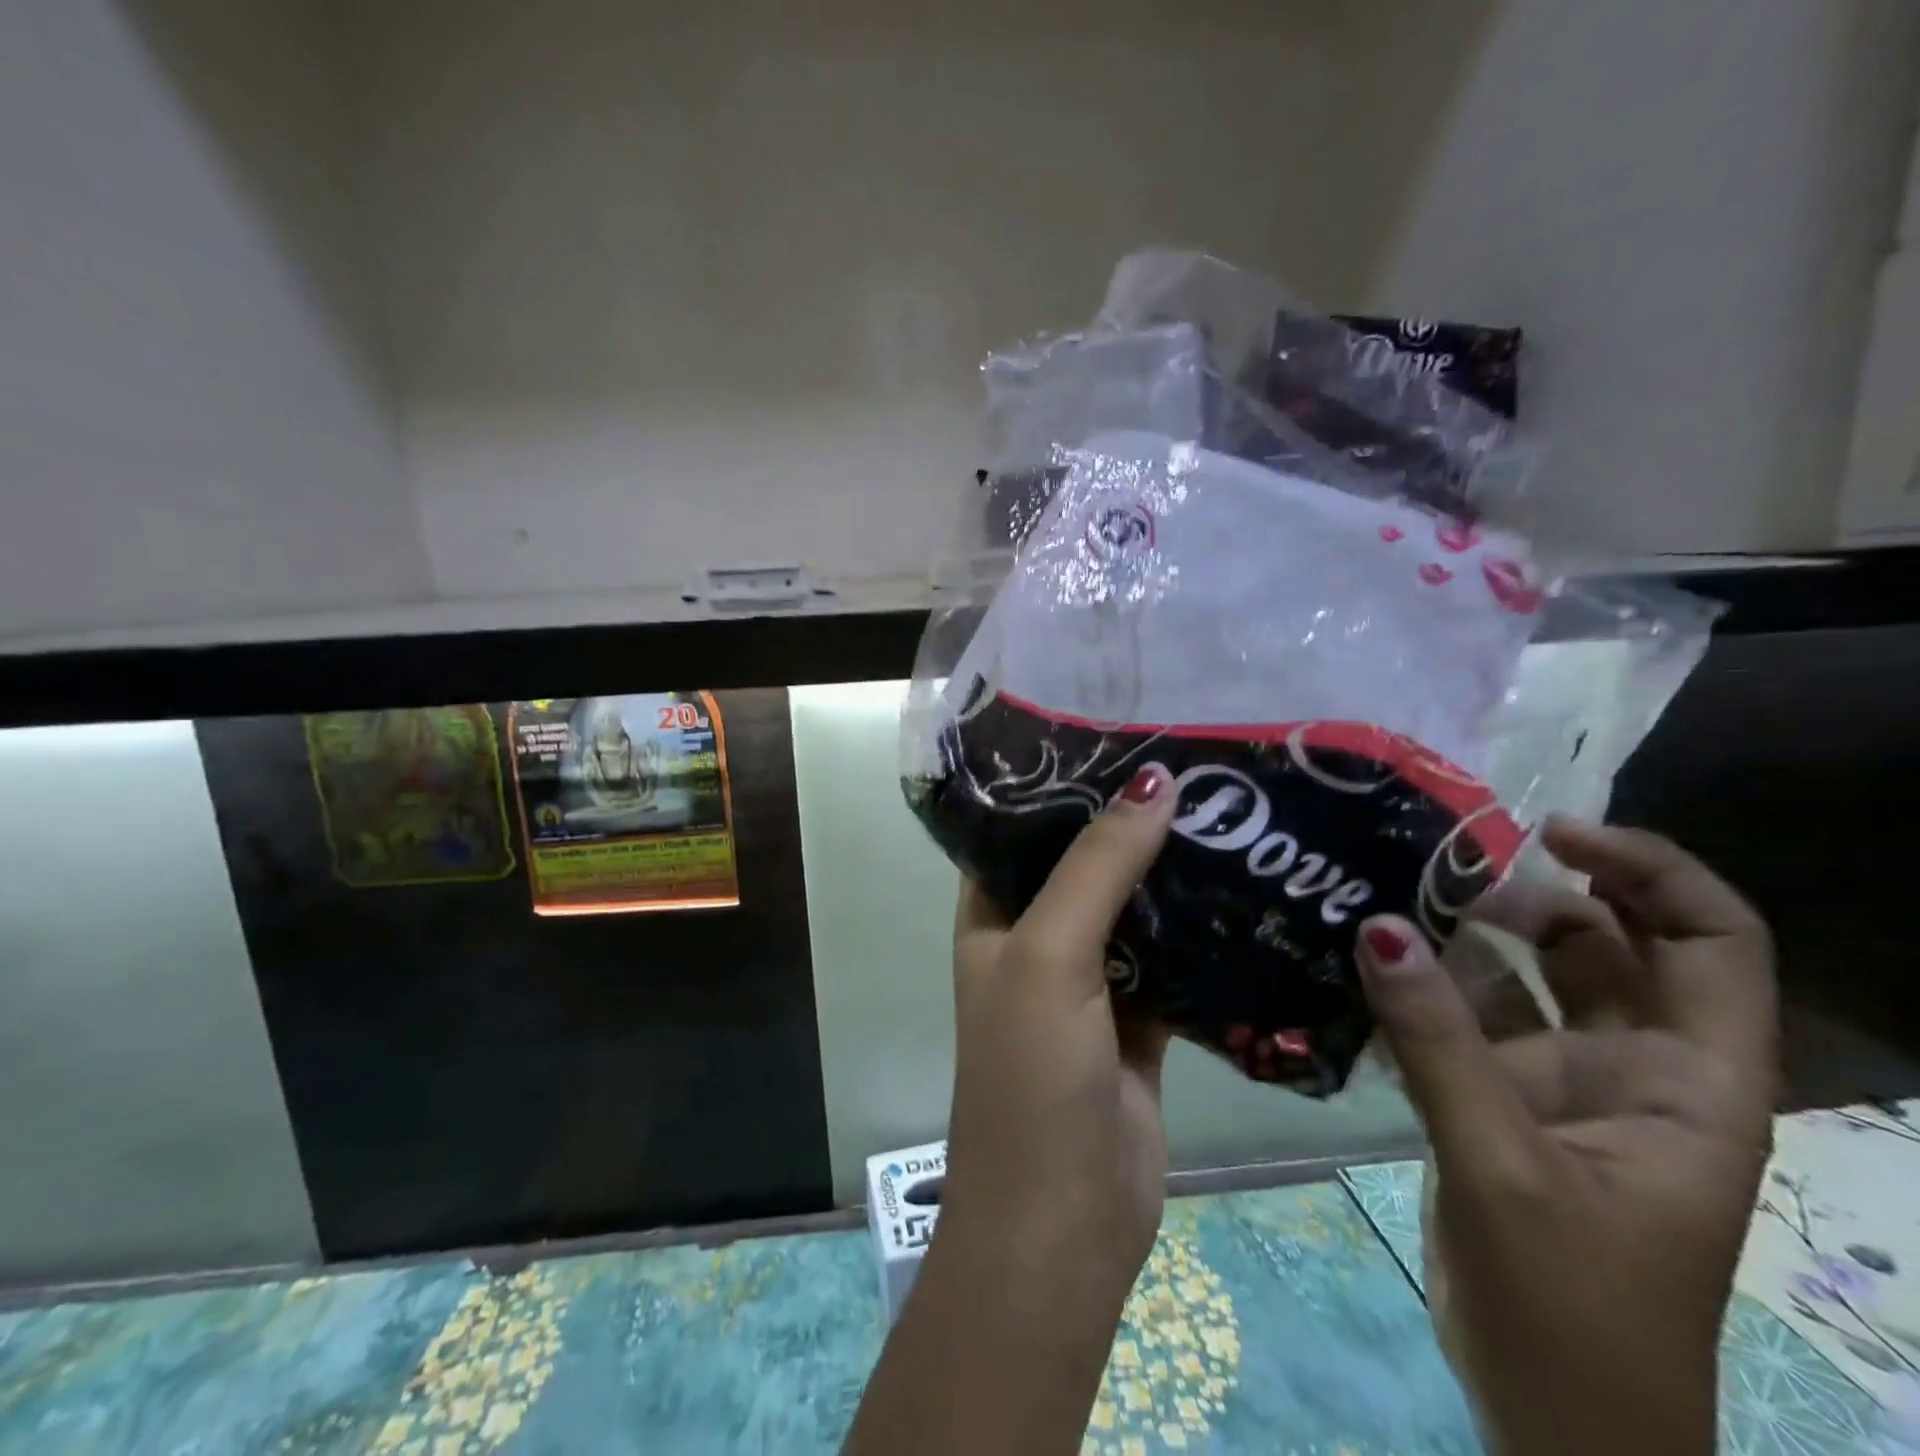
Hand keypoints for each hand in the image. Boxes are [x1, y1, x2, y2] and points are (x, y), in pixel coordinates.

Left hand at [844, 764, 1177, 1455]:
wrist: (1065, 1226)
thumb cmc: (1032, 1078)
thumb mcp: (1050, 956)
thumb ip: (1097, 867)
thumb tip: (1153, 781)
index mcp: (993, 914)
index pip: (1021, 827)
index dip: (1064, 782)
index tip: (1123, 733)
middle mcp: (1036, 937)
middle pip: (1085, 861)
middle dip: (1132, 820)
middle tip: (1200, 763)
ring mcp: (1090, 979)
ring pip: (1135, 907)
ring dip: (1174, 871)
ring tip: (1234, 807)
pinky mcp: (1141, 1019)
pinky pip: (1174, 958)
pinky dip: (1204, 931)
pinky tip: (1252, 888)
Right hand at [1354, 818, 1776, 1455]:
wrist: (1556, 1423)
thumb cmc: (1575, 1309)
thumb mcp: (1504, 1166)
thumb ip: (1438, 1043)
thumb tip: (1379, 925)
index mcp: (1694, 1080)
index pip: (1711, 941)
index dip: (1649, 871)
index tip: (1552, 833)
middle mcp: (1634, 1064)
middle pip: (1606, 943)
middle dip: (1534, 892)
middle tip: (1439, 860)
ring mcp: (1561, 1080)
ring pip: (1525, 976)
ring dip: (1466, 933)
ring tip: (1389, 894)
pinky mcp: (1499, 1099)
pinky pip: (1464, 1016)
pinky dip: (1424, 983)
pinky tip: (1369, 960)